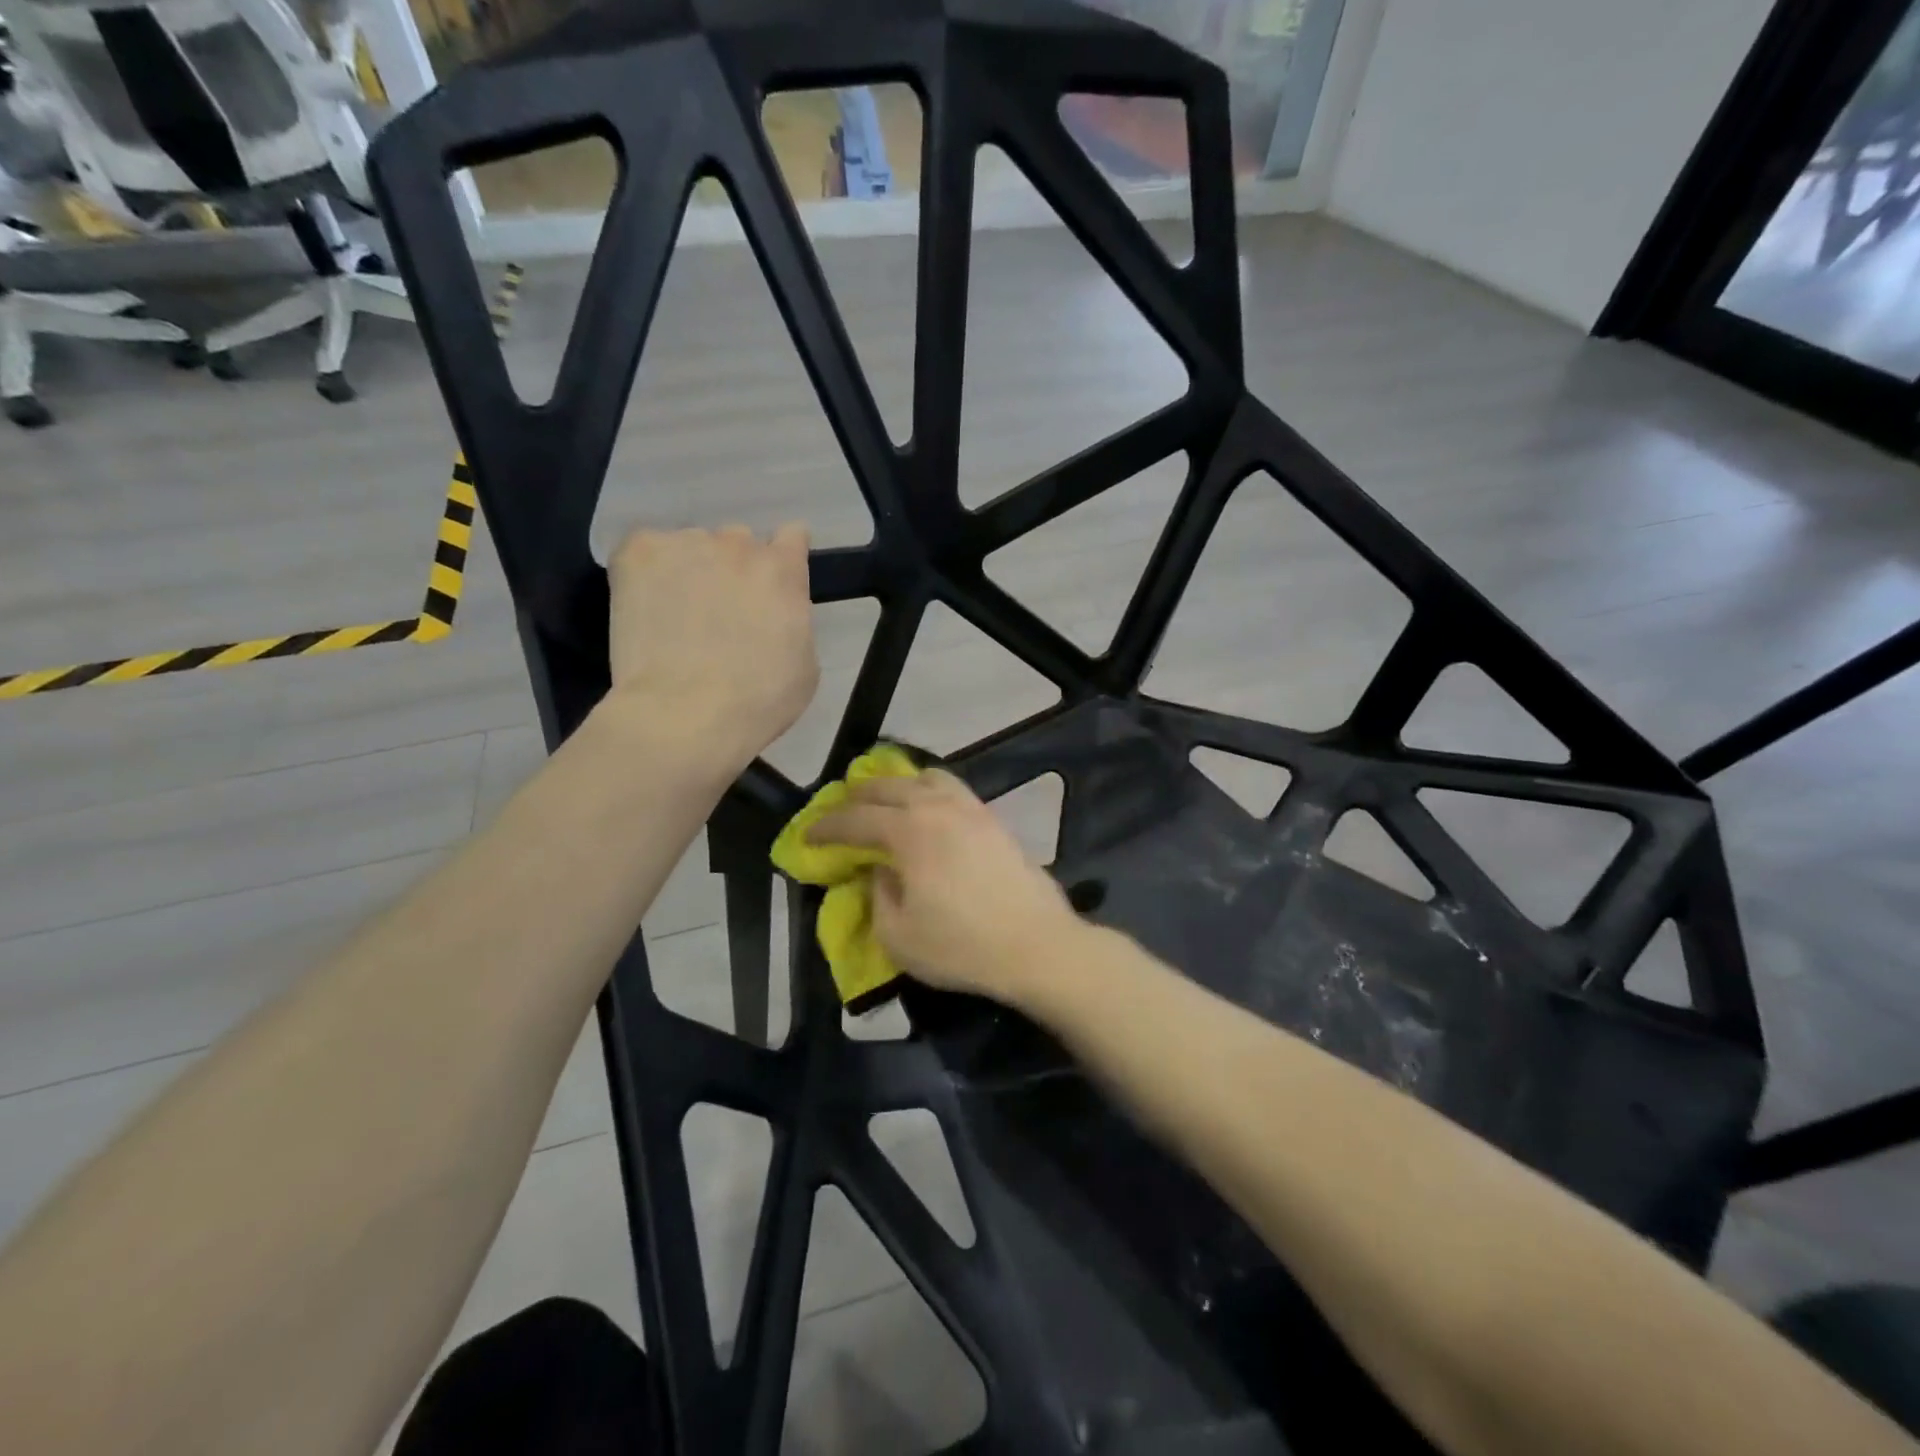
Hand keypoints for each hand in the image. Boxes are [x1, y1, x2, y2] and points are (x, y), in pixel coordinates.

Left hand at [605, 526, 818, 769]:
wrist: (685, 714)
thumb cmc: (758, 702)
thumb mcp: (805, 664)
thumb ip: (793, 621)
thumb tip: (775, 614)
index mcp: (783, 571)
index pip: (792, 536)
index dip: (784, 556)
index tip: (772, 582)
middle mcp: (738, 544)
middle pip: (739, 541)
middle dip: (734, 569)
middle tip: (722, 612)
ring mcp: (686, 544)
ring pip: (691, 547)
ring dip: (691, 570)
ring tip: (677, 616)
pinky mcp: (638, 553)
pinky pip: (646, 551)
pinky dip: (647, 574)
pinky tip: (646, 609)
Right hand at [808, 770, 1086, 1004]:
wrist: (1037, 945)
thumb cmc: (962, 946)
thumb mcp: (898, 935)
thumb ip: (878, 895)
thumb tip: (881, 870)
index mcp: (909, 831)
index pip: (855, 819)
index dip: (826, 827)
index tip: (807, 836)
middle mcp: (938, 807)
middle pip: (888, 786)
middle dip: (857, 796)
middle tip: (841, 813)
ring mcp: (971, 809)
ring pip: (926, 778)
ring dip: (897, 785)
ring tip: (885, 802)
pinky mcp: (994, 820)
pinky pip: (953, 789)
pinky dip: (929, 791)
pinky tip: (928, 811)